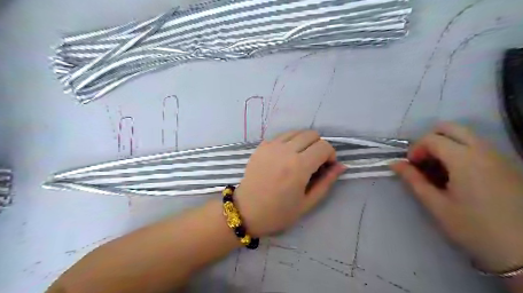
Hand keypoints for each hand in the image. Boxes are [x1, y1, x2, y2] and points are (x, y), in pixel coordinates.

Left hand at [235, 130, 345, 237]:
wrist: (246, 211)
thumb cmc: (278, 213)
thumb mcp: (307, 203)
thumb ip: (326, 182)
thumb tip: (341, 166)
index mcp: (299, 167)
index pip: (324, 146)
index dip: (330, 155)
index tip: (326, 167)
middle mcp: (285, 151)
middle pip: (311, 134)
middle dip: (318, 146)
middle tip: (314, 162)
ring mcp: (271, 146)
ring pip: (296, 132)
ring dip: (304, 142)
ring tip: (300, 158)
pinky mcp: (261, 146)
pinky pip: (282, 136)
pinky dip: (289, 142)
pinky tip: (285, 157)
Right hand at [394, 122, 522, 273]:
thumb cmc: (474, 228)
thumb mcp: (436, 205)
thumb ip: (413, 180)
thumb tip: (394, 164)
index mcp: (464, 159)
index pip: (432, 138)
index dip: (415, 149)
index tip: (411, 167)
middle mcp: (483, 151)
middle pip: (451, 128)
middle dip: (430, 140)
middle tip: (424, 161)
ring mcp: (498, 157)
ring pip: (465, 135)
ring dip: (445, 145)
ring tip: (438, 170)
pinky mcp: (506, 165)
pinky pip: (477, 146)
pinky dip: (460, 151)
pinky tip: (457, 175)